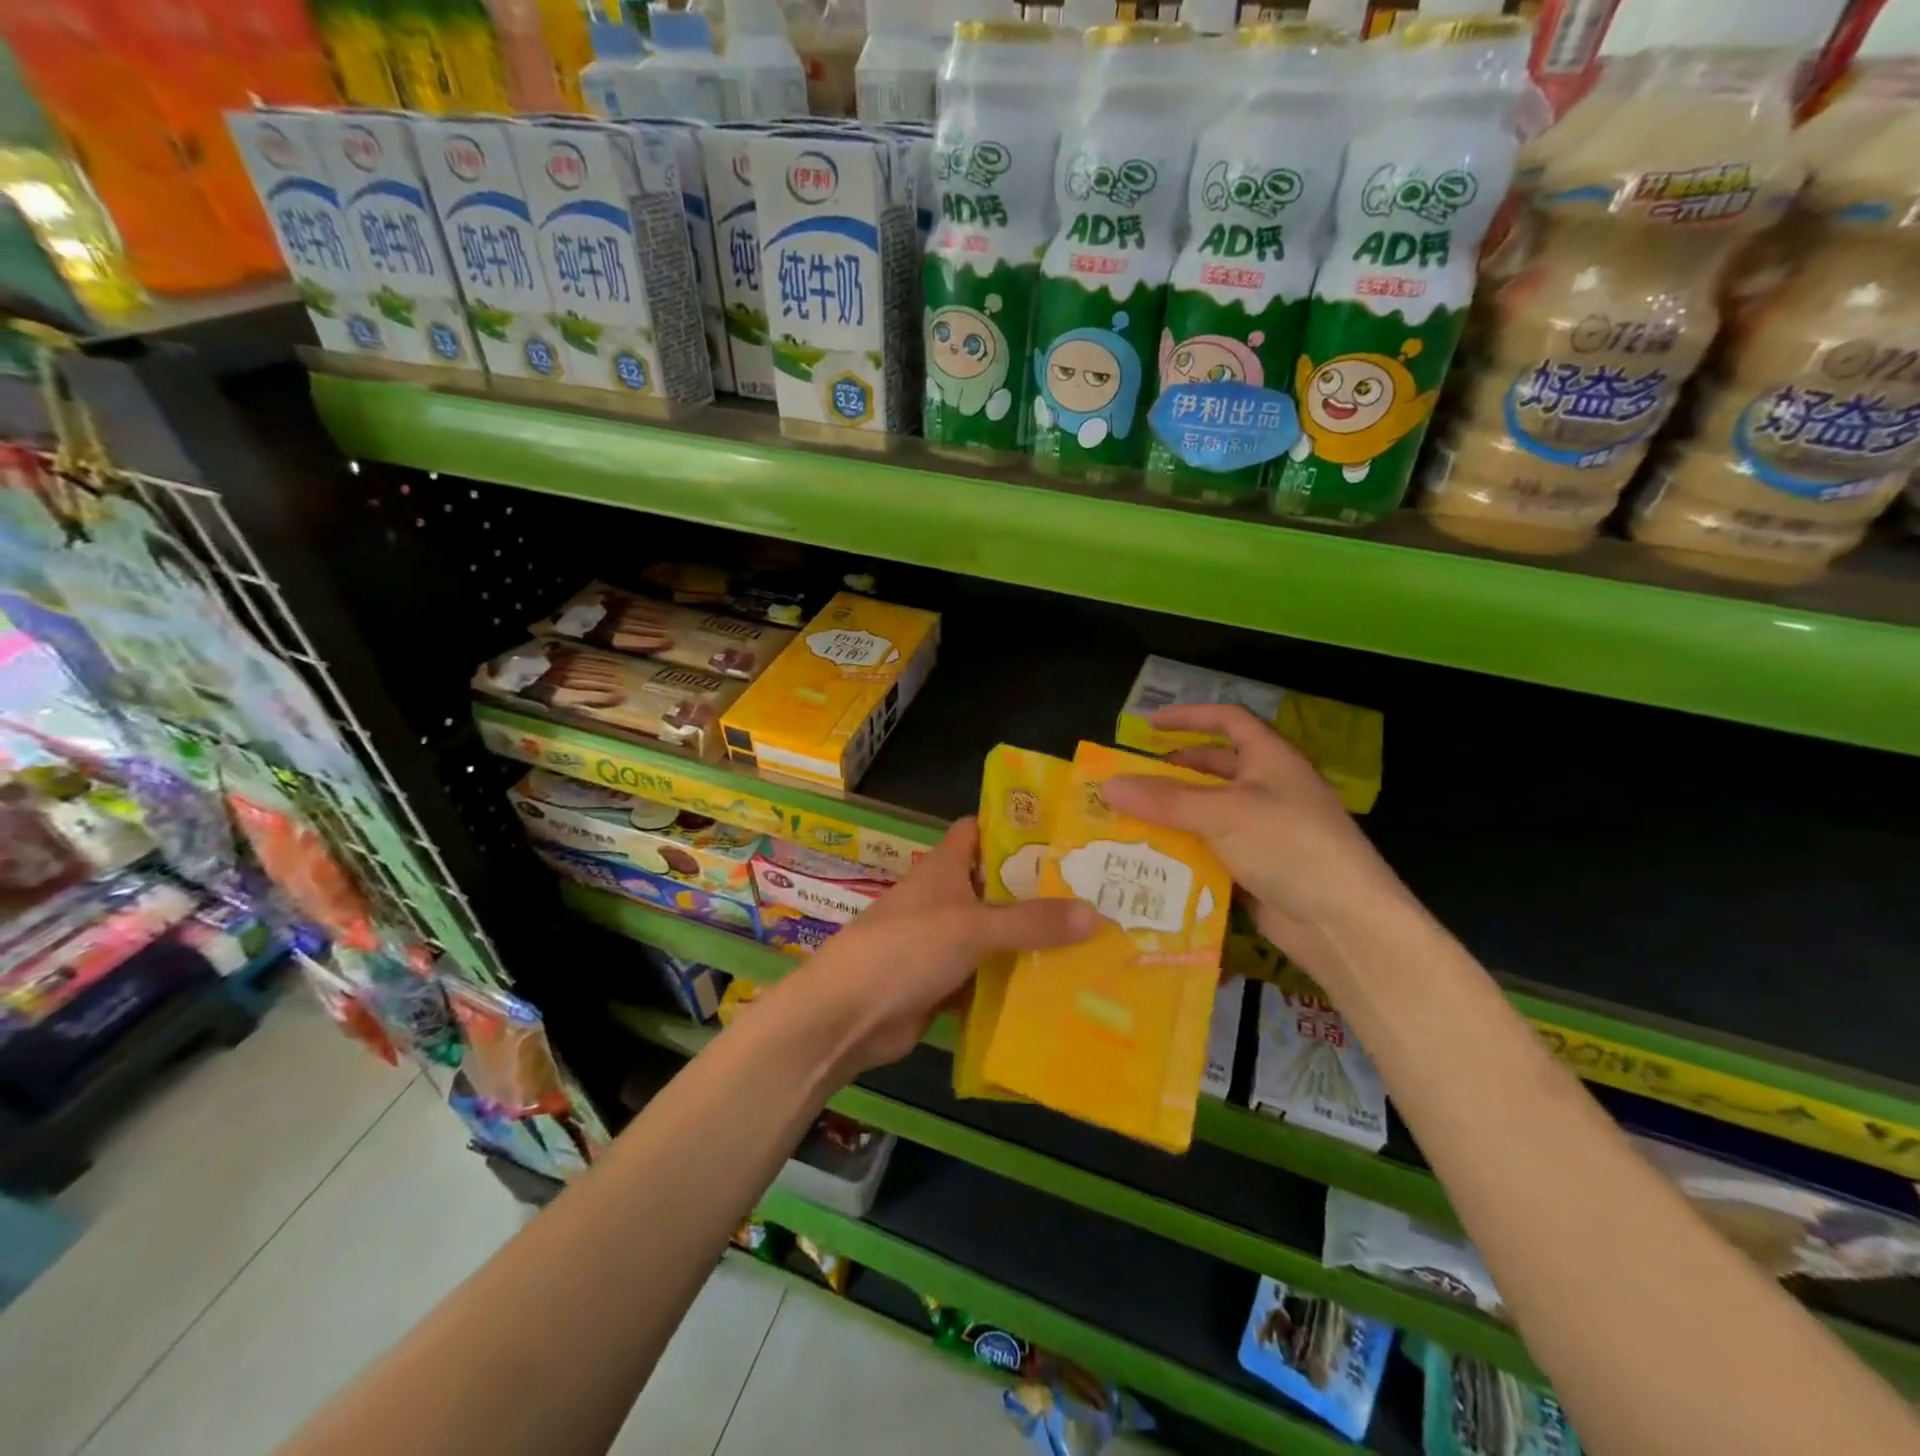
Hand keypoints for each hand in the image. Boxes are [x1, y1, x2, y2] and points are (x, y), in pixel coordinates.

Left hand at [788, 818, 1098, 1073]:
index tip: (1063, 834)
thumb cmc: (907, 948)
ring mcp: (943, 942)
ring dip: (1030, 940)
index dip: (1014, 827)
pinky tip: (1056, 987)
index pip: (980, 830)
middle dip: (1038, 890)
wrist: (848, 1015)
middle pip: (996, 885)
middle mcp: (944, 898)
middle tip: (1096, 893)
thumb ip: (1032, 921)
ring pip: (995, 934)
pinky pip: (987, 976)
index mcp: (944, 867)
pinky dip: (1013, 980)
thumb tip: (1097, 913)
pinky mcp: (943, 982)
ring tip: (1091, 941)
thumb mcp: (973, 927)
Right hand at [1100, 705, 1415, 984]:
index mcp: (1270, 760)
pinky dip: (1184, 853)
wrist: (1342, 922)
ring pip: (1208, 814)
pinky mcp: (1256, 870)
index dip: (1190, 717)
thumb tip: (1108, 785)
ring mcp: (1264, 832)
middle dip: (1172, 773)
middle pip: (1214, 770)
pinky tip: (1152, 862)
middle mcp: (1268, 790)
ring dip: (1172, 817)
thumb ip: (1164, 799)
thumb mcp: (1222, 813)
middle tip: (1130, 782)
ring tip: (1128, 822)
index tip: (1149, 724)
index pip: (1228, 721)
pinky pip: (1211, 852)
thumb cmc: (1288, 846)